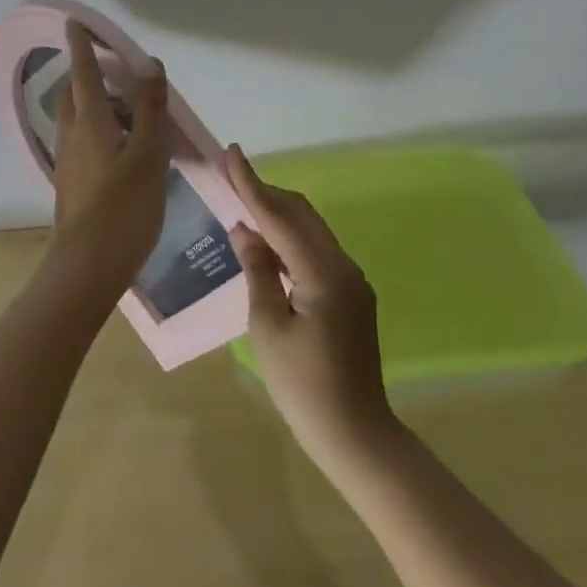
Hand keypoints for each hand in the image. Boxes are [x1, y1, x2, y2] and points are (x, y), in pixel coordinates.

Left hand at [47, 22, 170, 295]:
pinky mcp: (73, 183)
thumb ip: (149, 109)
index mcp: (89, 122)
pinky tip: (123, 146)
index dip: (81, 46)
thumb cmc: (123, 207)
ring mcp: (69, 161)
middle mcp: (72, 135)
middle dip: (87, 74)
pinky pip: (84, 141)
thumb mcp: (147, 154)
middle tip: (112, 68)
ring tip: (128, 107)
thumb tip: (149, 65)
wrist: (88, 266)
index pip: (82, 72)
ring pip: (78, 120)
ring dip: (96, 104)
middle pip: (75, 94)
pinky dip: (100, 129)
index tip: (74, 23)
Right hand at [227, 145, 398, 474]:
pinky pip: (317, 252)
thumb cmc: (303, 385)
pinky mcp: (352, 296)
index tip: (232, 153)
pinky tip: (268, 246)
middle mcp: (343, 266)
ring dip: (278, 215)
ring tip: (243, 206)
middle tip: (231, 178)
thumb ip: (258, 271)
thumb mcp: (268, 327)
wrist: (355, 433)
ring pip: (311, 231)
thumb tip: (245, 230)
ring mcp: (352, 280)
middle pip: (301, 215)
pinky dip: (290, 241)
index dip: (252, 184)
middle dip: (266, 193)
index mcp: (323, 272)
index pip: (280, 217)